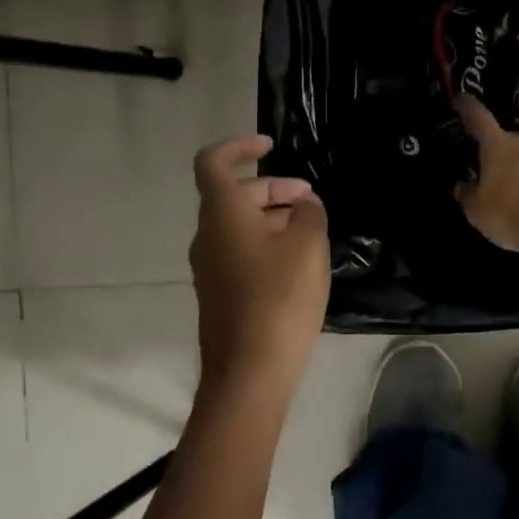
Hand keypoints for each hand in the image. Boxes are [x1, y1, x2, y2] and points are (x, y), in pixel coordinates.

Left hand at [188, 136, 329, 392]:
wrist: (249, 372)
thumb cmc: (279, 298)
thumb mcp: (308, 245)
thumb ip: (308, 214)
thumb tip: (303, 205)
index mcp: (222, 214)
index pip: (214, 162)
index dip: (240, 146)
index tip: (270, 146)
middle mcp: (207, 235)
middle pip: (233, 195)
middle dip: (273, 189)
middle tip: (311, 201)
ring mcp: (209, 267)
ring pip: (238, 225)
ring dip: (272, 218)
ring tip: (311, 231)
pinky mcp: (219, 293)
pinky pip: (240, 251)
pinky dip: (266, 243)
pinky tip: (297, 263)